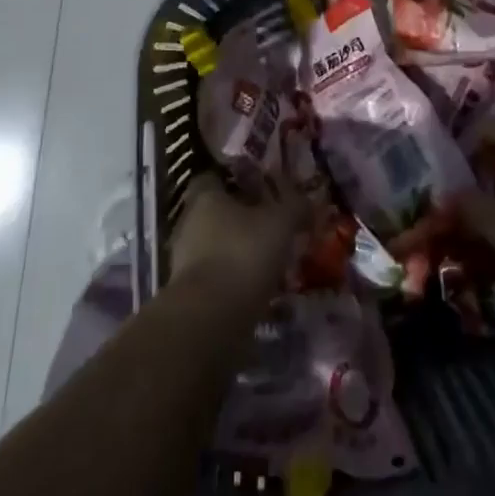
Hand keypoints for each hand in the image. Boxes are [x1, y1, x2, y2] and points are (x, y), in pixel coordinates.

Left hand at [169, 173, 305, 302]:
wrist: (210, 318)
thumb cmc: (243, 254)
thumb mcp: (280, 223)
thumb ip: (295, 207)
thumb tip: (308, 201)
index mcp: (205, 197)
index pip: (215, 177)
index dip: (238, 181)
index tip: (262, 190)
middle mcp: (189, 223)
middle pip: (217, 214)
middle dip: (243, 221)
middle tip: (274, 228)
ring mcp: (185, 260)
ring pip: (218, 247)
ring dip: (241, 253)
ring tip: (273, 264)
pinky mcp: (189, 293)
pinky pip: (218, 279)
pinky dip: (237, 283)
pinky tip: (262, 293)